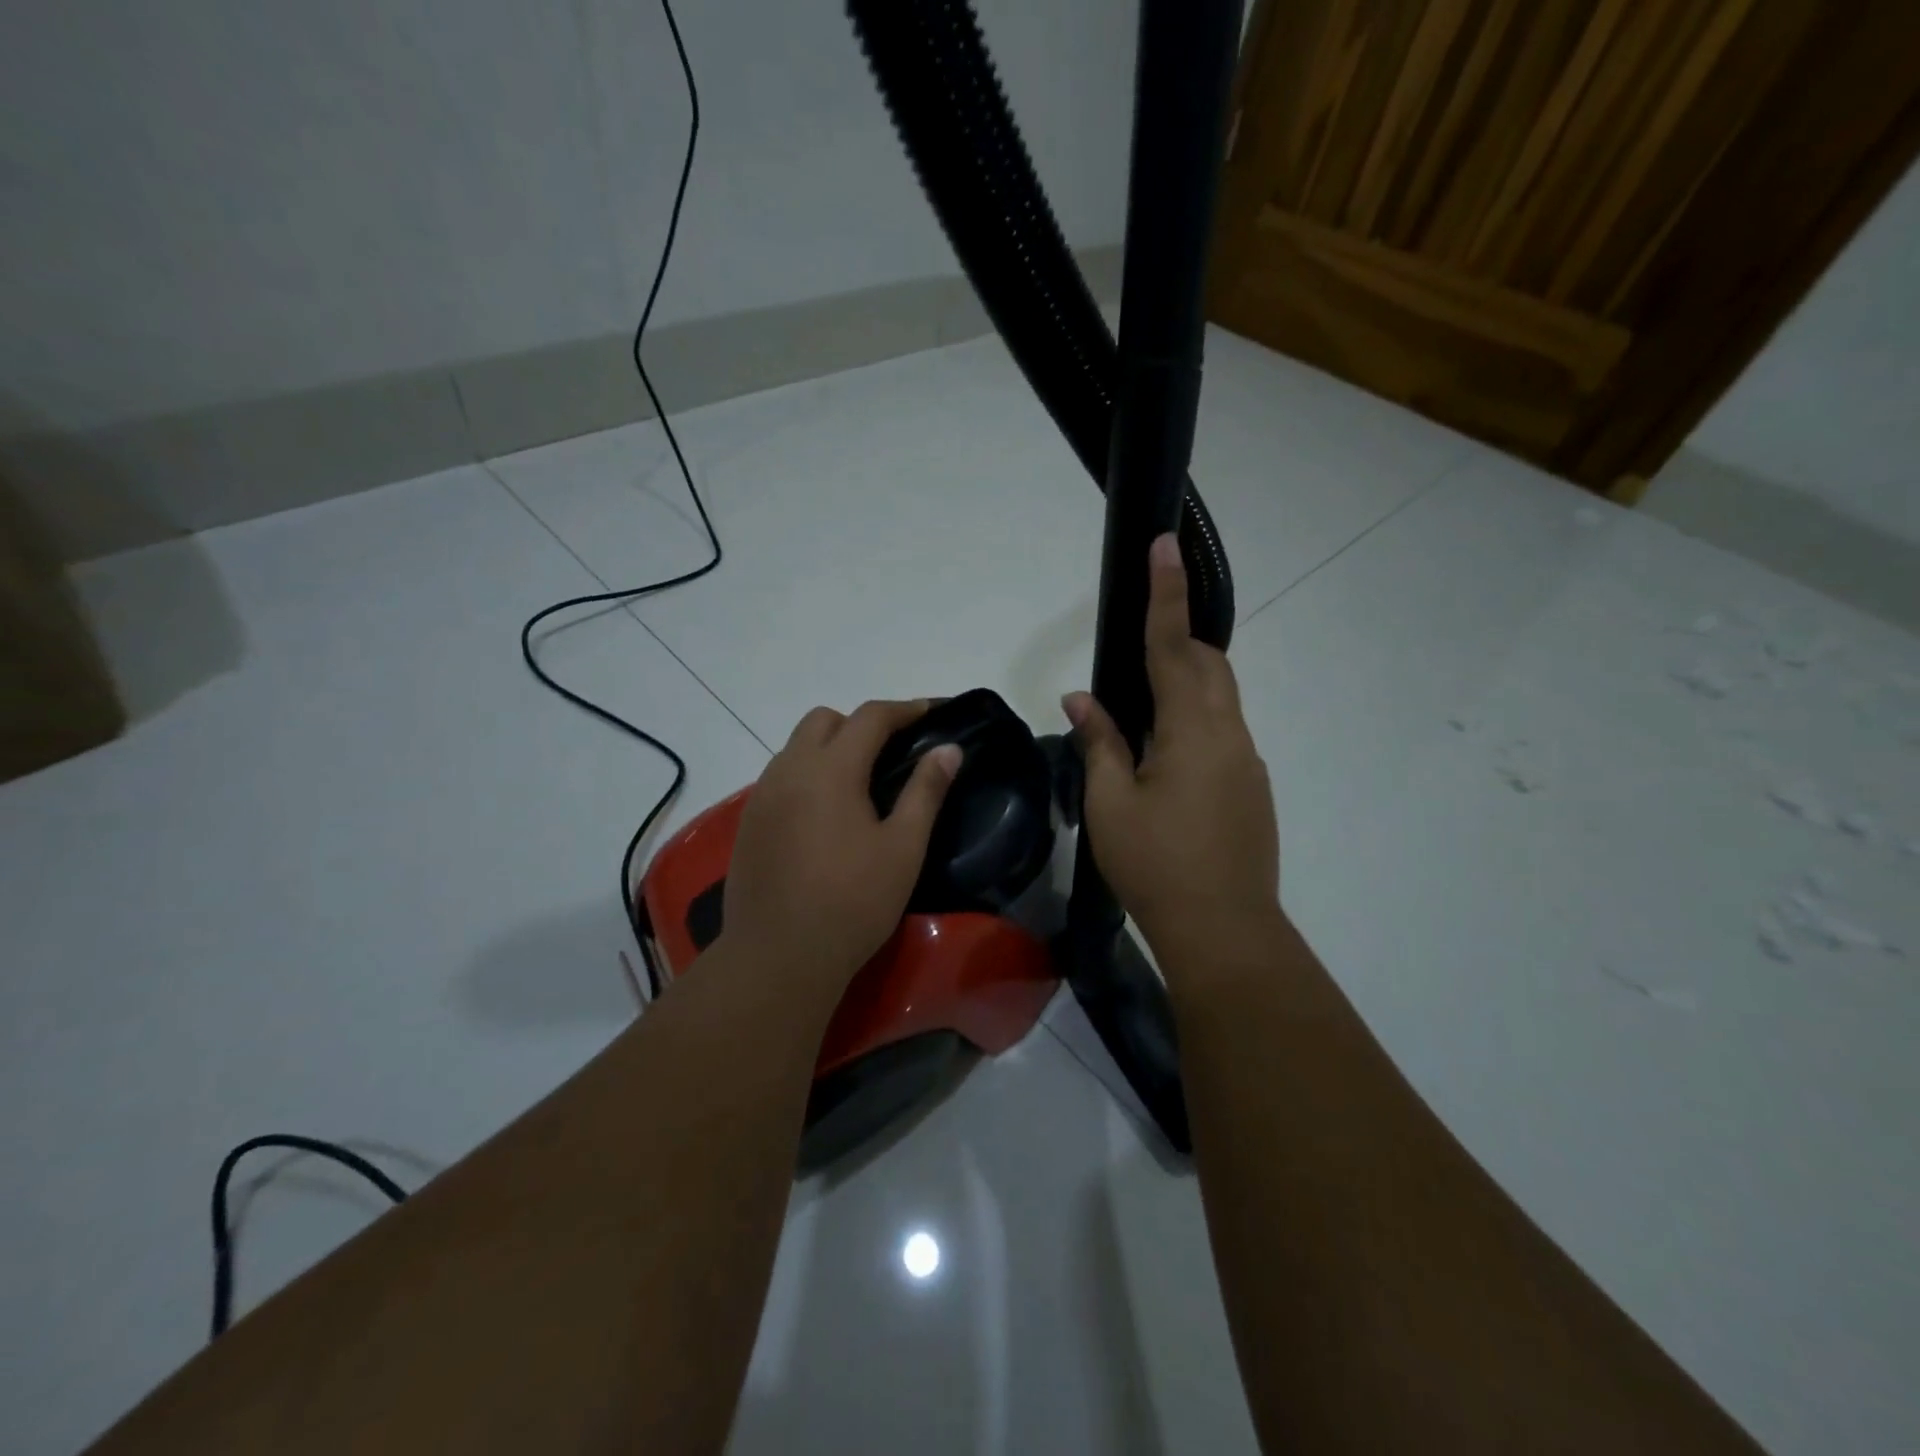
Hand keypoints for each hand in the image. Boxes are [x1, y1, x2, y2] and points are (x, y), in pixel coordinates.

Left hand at [721, 699, 960, 983]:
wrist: (778, 957)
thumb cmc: (852, 902)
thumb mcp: (903, 847)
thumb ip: (926, 791)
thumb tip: (948, 749)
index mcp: (830, 769)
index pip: (870, 717)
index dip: (905, 709)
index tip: (933, 711)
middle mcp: (789, 770)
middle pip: (824, 720)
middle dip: (861, 723)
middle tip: (893, 752)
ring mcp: (762, 796)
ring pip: (797, 747)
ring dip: (830, 748)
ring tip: (860, 783)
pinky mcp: (749, 823)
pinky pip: (781, 777)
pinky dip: (808, 775)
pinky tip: (825, 814)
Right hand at [1064, 533, 1279, 960]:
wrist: (1224, 930)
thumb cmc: (1157, 865)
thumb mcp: (1111, 804)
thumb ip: (1100, 742)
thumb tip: (1082, 699)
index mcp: (1194, 730)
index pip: (1175, 646)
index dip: (1166, 594)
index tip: (1165, 545)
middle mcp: (1230, 734)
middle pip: (1210, 665)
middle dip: (1178, 643)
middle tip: (1137, 654)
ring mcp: (1247, 762)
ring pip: (1220, 699)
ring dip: (1186, 687)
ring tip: (1141, 717)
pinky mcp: (1251, 787)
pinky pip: (1222, 733)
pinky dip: (1193, 724)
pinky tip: (1163, 765)